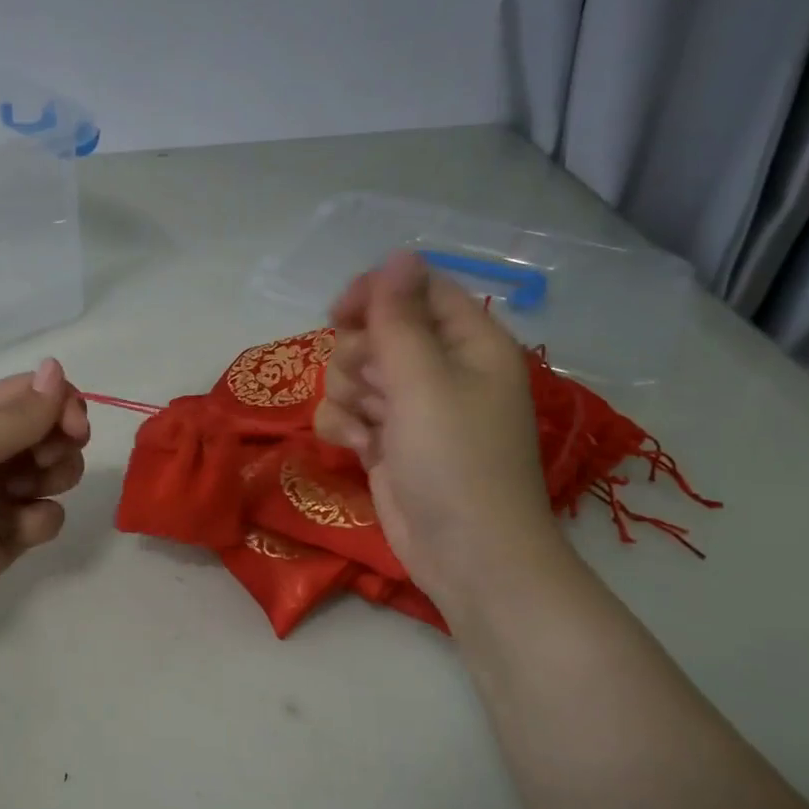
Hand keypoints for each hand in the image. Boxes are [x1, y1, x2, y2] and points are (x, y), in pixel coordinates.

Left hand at [0, 358, 90, 632]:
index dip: (64, 404)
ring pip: (62, 471)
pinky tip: (13, 532)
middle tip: (42, 464)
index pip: (40, 392)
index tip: (75, 429)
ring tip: (22, 496)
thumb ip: (20, 413)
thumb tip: (57, 367)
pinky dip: (40, 521)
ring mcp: (9, 490)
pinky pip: (52, 514)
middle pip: (58, 430)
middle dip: (63, 445)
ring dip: (55, 480)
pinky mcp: (17, 530)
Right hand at [315, 251, 567, 609]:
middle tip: (374, 388)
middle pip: (377, 331)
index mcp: (468, 343)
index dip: (376, 294)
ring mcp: (411, 409)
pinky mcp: (387, 443)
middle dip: (359, 357)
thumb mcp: (424, 381)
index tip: (339, 313)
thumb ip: (400, 318)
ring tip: (369, 429)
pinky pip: (348, 414)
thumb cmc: (455, 460)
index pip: (417, 290)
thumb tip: (397, 254)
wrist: (465, 555)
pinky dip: (345, 429)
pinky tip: (357, 450)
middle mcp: (440, 370)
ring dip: (348, 397)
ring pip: (354, 374)